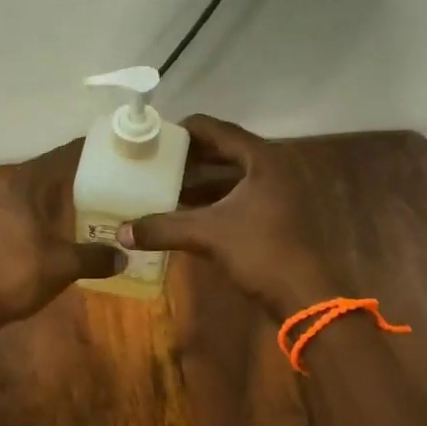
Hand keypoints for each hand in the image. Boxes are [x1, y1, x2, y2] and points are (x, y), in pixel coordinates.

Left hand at [0, 140, 122, 327]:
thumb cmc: (17, 275)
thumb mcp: (63, 266)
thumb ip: (94, 257)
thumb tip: (123, 257)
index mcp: (19, 186)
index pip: (55, 160)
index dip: (77, 156)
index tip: (97, 154)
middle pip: (34, 178)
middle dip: (58, 183)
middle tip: (86, 187)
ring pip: (15, 197)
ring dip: (36, 203)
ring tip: (61, 212)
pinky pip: (0, 216)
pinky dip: (19, 220)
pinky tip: (31, 235)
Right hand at [117, 115, 337, 314]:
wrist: (305, 295)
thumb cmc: (261, 252)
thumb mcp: (207, 235)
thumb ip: (163, 228)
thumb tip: (120, 232)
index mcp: (262, 159)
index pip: (217, 129)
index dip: (184, 130)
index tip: (154, 137)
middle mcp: (273, 168)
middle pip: (224, 151)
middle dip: (190, 157)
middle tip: (155, 160)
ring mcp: (278, 193)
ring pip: (231, 176)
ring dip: (200, 181)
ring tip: (166, 186)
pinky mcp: (277, 216)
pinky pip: (238, 197)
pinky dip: (213, 201)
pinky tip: (187, 213)